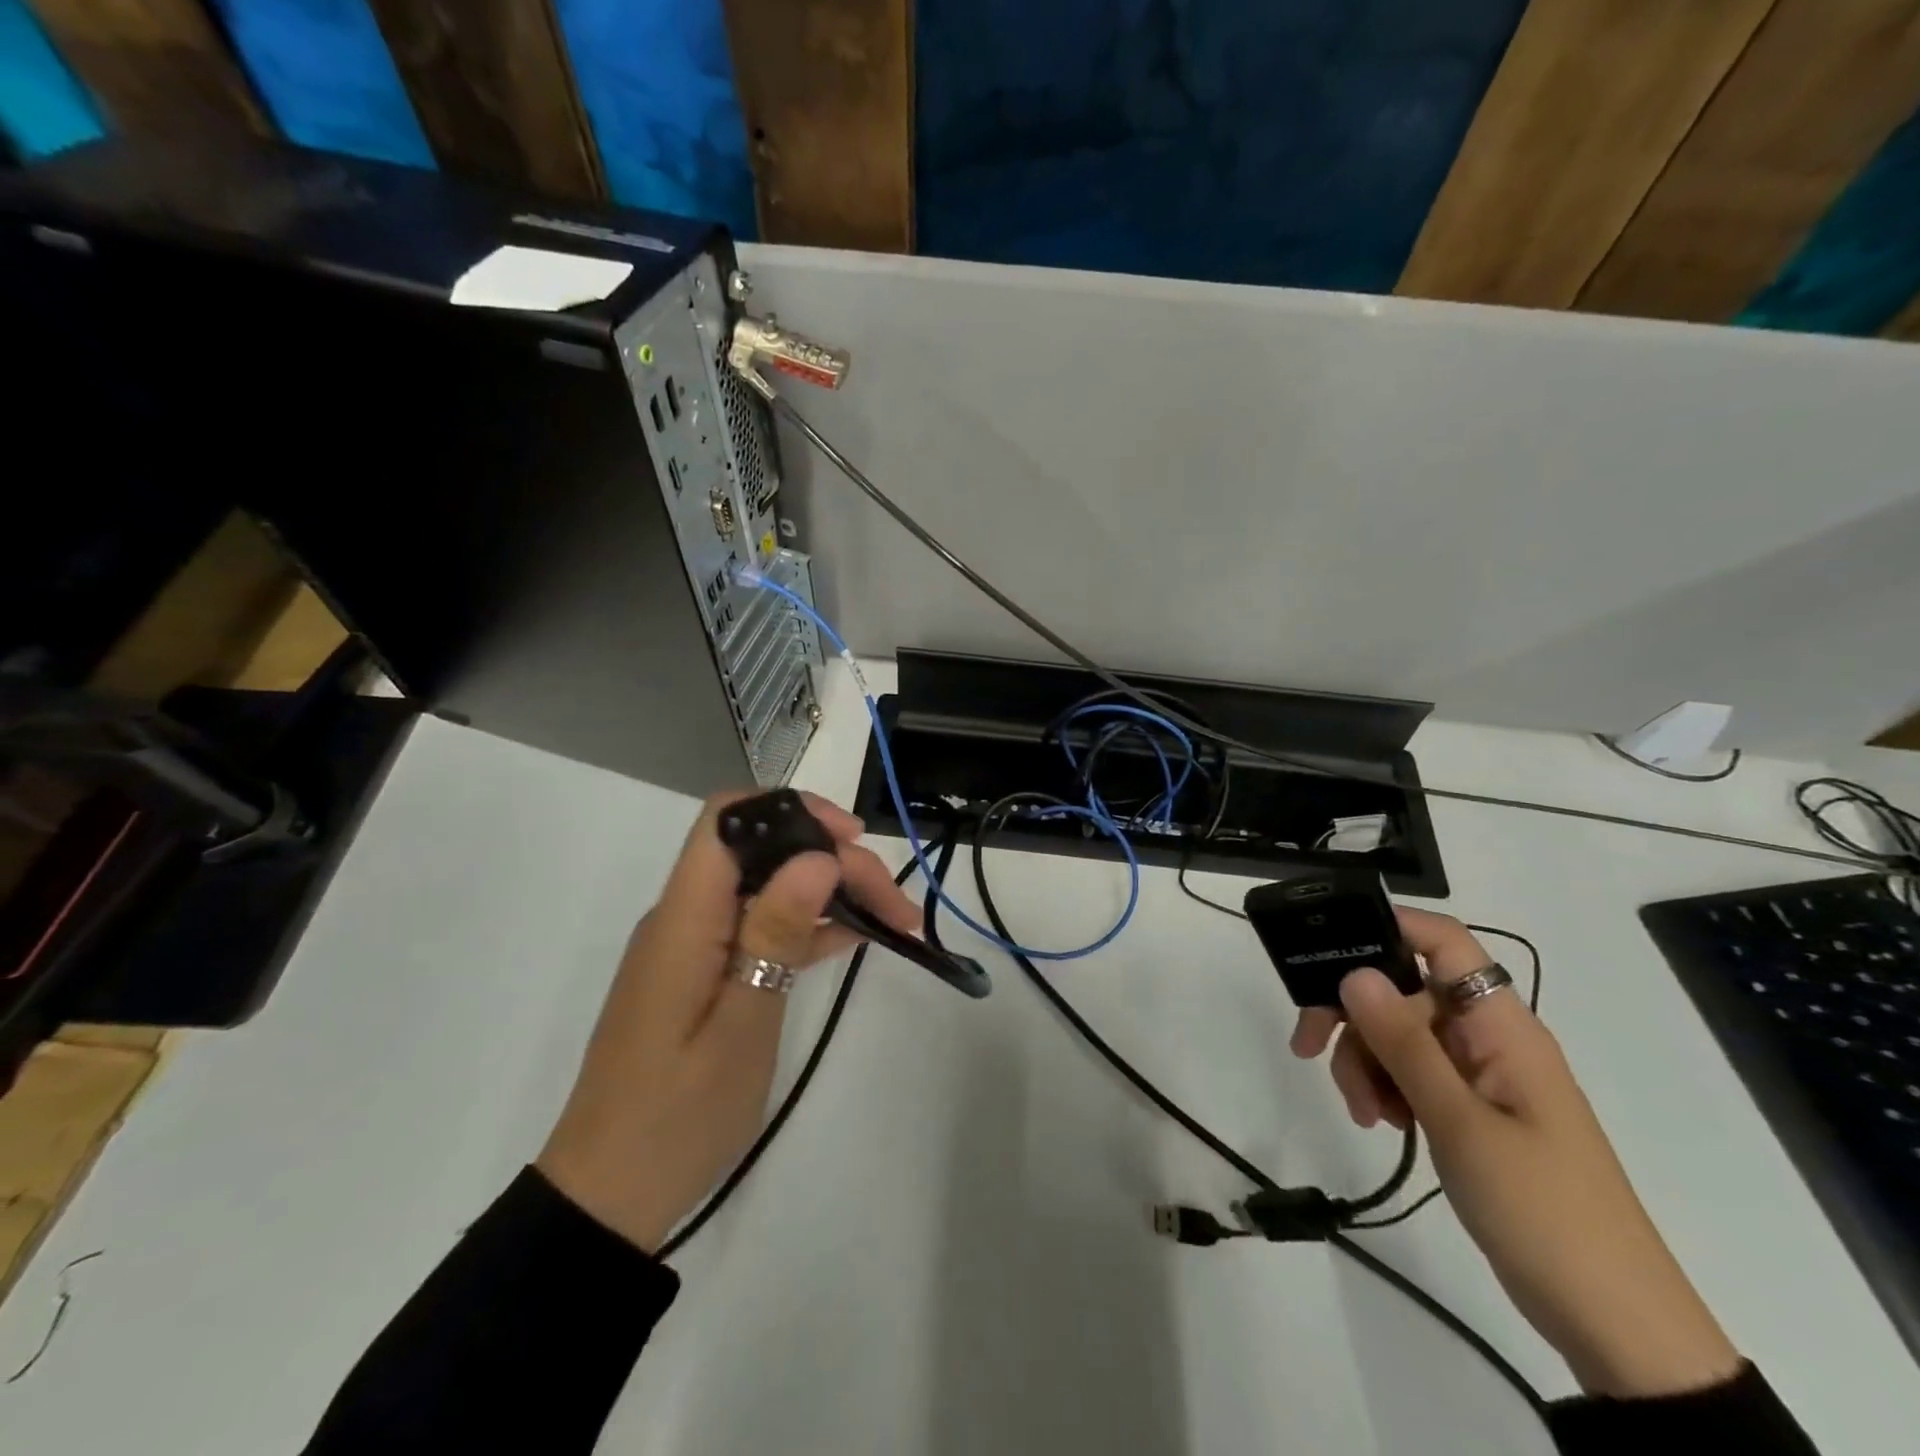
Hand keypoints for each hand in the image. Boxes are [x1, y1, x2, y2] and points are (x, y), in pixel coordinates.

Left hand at [536, 792, 919, 1253]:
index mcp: (684, 918)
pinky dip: (808, 926)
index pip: (728, 821)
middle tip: (896, 904)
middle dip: (834, 861)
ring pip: (769, 888)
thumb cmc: (677, 1115)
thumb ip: (774, 934)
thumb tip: (815, 857)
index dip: (792, 810)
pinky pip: (760, 928)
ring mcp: (695, 945)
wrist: (608, 1194)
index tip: (851, 837)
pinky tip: (854, 937)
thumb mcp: (740, 1026)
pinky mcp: (705, 973)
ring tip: (894, 920)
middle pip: (763, 854)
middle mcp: (686, 916)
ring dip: (830, 894)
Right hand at [1291, 908, 1740, 1398]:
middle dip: (1353, 1013)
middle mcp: (1488, 1037)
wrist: (1613, 1323)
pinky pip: (1411, 1073)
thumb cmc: (1544, 1211)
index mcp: (1502, 1026)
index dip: (1388, 925)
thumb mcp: (1460, 1123)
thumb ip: (1404, 1043)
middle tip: (1309, 1046)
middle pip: (1404, 990)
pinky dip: (1384, 1088)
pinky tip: (1379, 1122)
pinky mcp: (1468, 1109)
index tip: (1323, 949)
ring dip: (1365, 1060)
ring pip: (1398, 1034)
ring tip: (1363, 1112)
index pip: (1444, 942)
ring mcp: (1478, 1075)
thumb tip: (1354, 972)